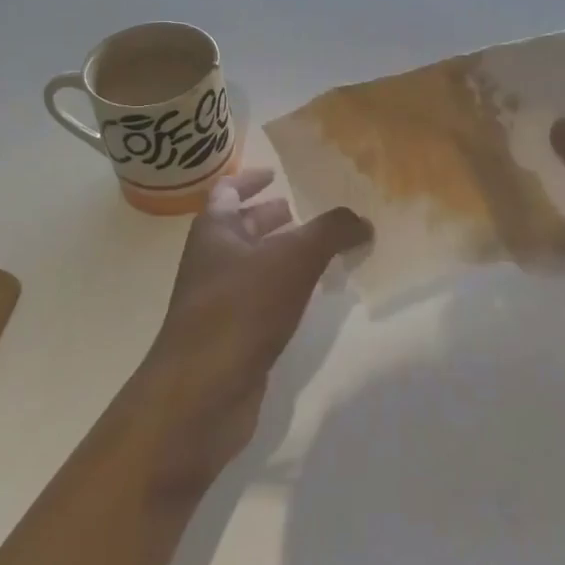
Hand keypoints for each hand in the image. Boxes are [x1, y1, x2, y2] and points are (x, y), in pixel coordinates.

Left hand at [124, 168, 369, 499]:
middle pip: (241, 229)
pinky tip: (310, 298)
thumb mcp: (294, 257)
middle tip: (308, 216)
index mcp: (214, 231)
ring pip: (253, 266)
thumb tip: (362, 221)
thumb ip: (331, 231)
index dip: (250, 179)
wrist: (202, 391)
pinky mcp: (232, 337)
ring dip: (282, 256)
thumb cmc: (241, 308)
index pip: (227, 191)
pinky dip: (284, 291)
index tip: (276, 173)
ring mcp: (218, 301)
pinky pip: (261, 300)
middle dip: (272, 219)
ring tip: (322, 253)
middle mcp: (211, 261)